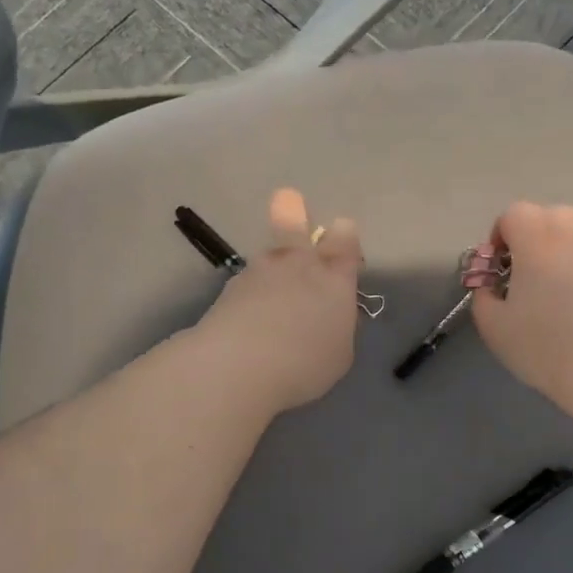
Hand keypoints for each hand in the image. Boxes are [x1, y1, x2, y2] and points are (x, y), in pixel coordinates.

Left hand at [196, 188, 362, 412]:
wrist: (239, 366)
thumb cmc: (305, 363)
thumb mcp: (339, 352)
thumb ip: (336, 325)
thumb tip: (327, 317)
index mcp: (334, 277)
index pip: (345, 239)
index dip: (344, 237)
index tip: (342, 246)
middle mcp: (296, 264)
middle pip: (292, 216)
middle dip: (292, 209)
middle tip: (289, 206)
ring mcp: (258, 272)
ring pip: (267, 255)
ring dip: (270, 268)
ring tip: (270, 300)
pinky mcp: (228, 290)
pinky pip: (246, 285)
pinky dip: (249, 298)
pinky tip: (249, 323)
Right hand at [470, 202, 572, 410]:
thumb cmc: (542, 344)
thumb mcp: (492, 325)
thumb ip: (483, 294)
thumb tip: (490, 283)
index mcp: (536, 238)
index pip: (513, 214)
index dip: (500, 236)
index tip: (497, 268)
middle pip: (548, 215)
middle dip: (531, 236)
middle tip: (525, 274)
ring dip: (560, 247)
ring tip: (556, 286)